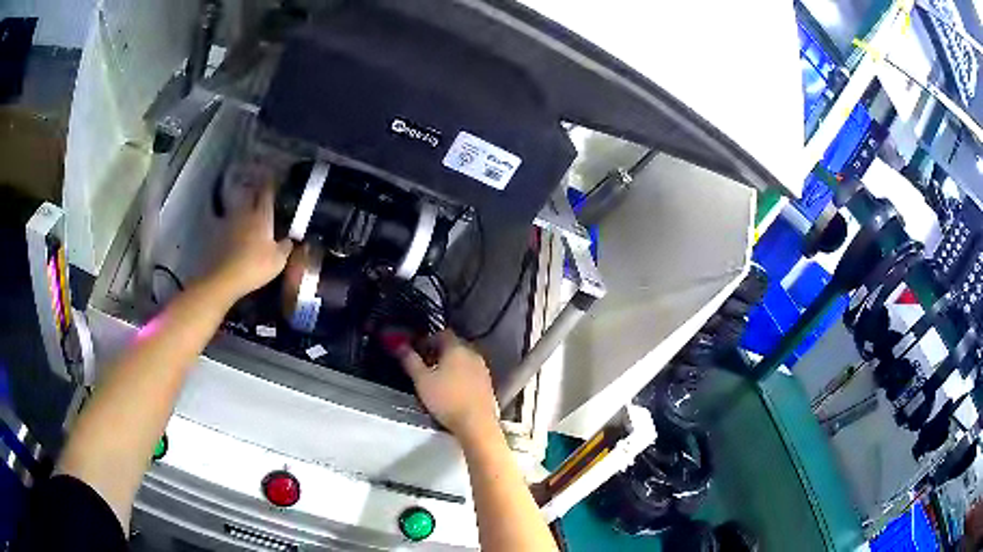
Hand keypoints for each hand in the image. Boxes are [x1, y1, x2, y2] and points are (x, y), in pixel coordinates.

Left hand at [209, 183, 292, 300]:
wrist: (223, 278)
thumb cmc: (254, 266)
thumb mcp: (278, 261)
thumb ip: (285, 247)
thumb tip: (290, 239)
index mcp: (261, 216)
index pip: (267, 193)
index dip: (271, 185)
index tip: (274, 180)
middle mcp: (244, 213)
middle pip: (249, 194)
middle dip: (255, 190)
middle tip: (259, 189)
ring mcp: (228, 222)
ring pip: (236, 206)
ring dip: (241, 204)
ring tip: (245, 206)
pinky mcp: (216, 233)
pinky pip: (225, 221)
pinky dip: (229, 221)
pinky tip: (230, 226)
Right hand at [393, 331, 499, 438]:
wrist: (476, 423)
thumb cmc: (446, 399)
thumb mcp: (422, 380)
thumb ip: (410, 360)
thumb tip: (399, 345)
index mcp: (457, 348)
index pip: (442, 333)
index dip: (428, 339)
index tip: (417, 350)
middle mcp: (473, 354)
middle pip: (454, 345)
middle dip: (439, 351)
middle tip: (425, 363)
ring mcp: (483, 369)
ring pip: (463, 359)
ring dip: (450, 364)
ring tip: (437, 378)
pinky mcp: (487, 384)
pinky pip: (471, 372)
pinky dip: (461, 375)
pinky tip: (452, 389)